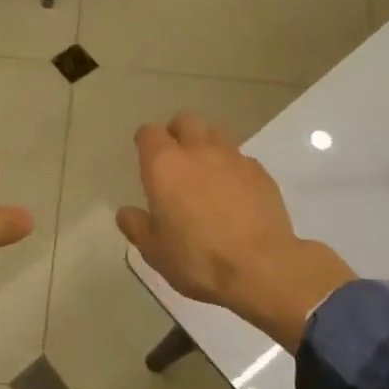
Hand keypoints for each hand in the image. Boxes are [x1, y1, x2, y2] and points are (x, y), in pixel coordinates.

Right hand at [116, 114, 354, 350]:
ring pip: (216, 133)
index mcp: (165, 165)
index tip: (146, 158)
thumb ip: (137, 226)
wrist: (262, 268)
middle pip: (186, 121)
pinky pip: (241, 158)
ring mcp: (234, 158)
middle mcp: (198, 150)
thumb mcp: (155, 251)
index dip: (145, 143)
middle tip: (176, 160)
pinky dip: (233, 168)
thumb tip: (127, 213)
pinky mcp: (260, 172)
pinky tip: (235, 193)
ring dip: (206, 145)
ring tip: (206, 172)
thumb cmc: (198, 258)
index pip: (149, 133)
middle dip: (178, 133)